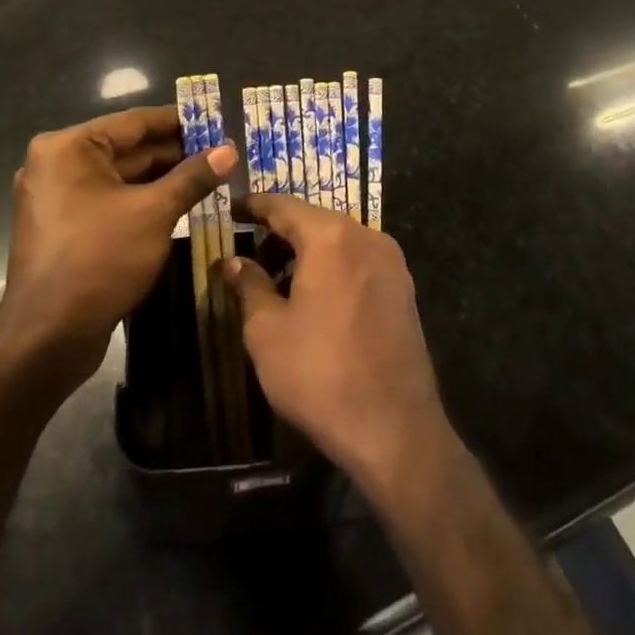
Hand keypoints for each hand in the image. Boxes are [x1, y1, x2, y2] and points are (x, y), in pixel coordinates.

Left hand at [0, 106, 236, 396]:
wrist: (47, 339)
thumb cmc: (99, 261)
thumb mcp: (154, 213)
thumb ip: (192, 177)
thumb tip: (229, 149)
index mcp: (68, 148)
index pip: (134, 122)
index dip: (179, 121)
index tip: (217, 121)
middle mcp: (57, 164)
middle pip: (128, 148)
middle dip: (175, 152)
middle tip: (222, 152)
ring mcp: (58, 198)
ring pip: (122, 177)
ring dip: (164, 178)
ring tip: (212, 176)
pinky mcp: (65, 227)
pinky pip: (112, 201)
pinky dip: (144, 200)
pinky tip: (182, 204)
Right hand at [224, 195, 450, 500]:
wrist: (394, 429)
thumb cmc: (320, 374)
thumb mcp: (267, 332)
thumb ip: (248, 286)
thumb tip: (232, 262)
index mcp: (331, 237)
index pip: (284, 206)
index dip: (254, 205)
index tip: (230, 208)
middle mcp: (366, 236)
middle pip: (314, 220)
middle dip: (280, 232)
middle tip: (248, 249)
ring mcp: (391, 263)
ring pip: (339, 241)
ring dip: (307, 251)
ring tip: (276, 279)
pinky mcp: (403, 290)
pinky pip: (359, 262)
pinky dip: (332, 267)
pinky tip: (313, 297)